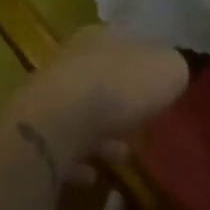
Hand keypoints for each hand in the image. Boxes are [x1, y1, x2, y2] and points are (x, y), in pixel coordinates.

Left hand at [17, 26, 188, 172]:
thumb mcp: (170, 71)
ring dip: (103, 135)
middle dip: (125, 104)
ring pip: (83, 113)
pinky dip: (78, 160)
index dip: (147, 66)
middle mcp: (72, 59)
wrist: (59, 122)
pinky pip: (63, 146)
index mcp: (103, 36)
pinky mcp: (36, 130)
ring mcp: (50, 95)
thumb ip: (174, 69)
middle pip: (104, 79)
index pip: (129, 44)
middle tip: (144, 126)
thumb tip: (171, 74)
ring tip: (123, 155)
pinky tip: (93, 174)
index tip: (162, 90)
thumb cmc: (120, 87)